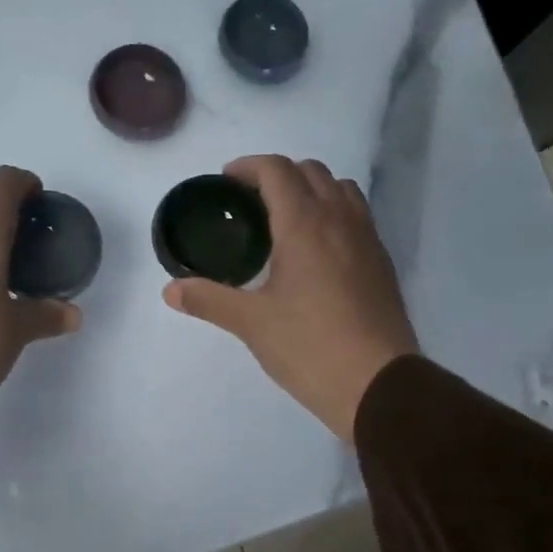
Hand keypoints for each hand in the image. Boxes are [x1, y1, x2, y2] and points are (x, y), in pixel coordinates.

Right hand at [163, 155, 417, 441]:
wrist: (378, 384)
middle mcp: (340, 219)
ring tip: (285, 220)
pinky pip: (356, 216)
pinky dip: (333, 213)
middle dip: (278, 175)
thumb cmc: (309, 346)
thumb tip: (170, 290)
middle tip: (250, 202)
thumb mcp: (252, 323)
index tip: (226, 181)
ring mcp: (367, 239)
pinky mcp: (382, 262)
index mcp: (304, 224)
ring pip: (340, 189)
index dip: (248, 167)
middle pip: (311, 171)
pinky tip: (316, 252)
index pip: (277, 170)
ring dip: (311, 189)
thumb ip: (209, 300)